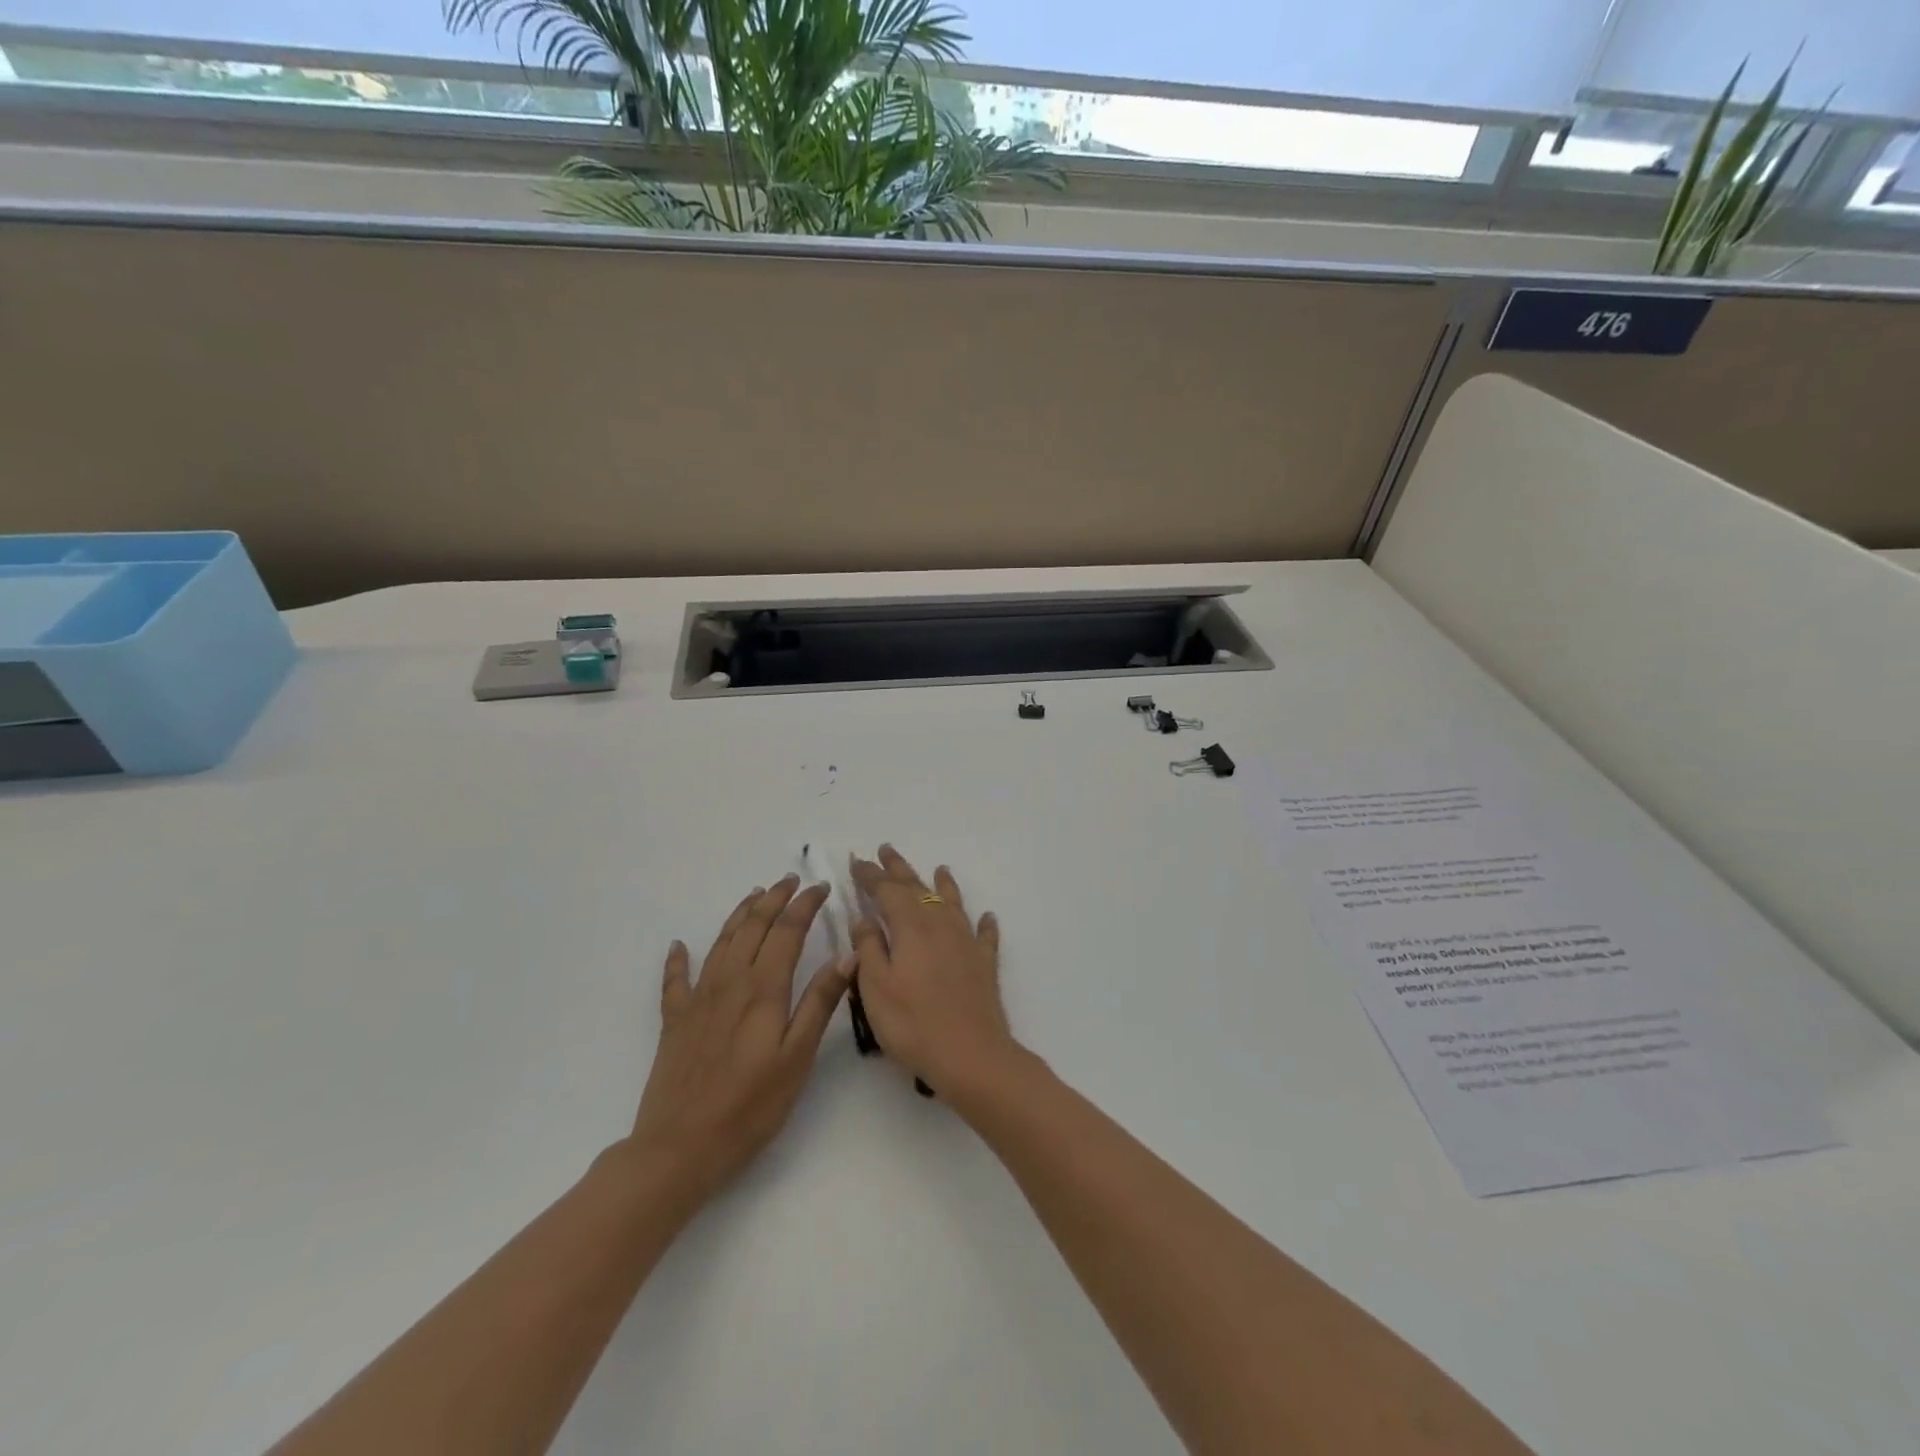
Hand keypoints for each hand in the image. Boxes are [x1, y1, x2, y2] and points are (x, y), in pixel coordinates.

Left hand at [625, 875, 851, 1205]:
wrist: (679, 1148)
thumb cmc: (750, 1107)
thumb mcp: (797, 1058)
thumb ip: (819, 1003)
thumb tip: (846, 954)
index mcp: (763, 989)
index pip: (787, 931)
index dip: (805, 905)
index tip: (821, 887)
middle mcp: (729, 983)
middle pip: (753, 927)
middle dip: (774, 899)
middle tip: (792, 881)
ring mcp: (698, 999)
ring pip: (721, 942)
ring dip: (740, 914)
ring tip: (755, 895)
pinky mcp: (675, 1021)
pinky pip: (675, 979)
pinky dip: (678, 958)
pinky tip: (679, 946)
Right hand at [848, 846, 1016, 1097]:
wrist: (971, 1054)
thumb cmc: (913, 1023)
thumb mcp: (875, 987)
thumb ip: (868, 947)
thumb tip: (865, 917)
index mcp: (911, 927)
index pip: (887, 891)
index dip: (870, 875)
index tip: (857, 861)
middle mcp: (940, 925)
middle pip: (918, 888)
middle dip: (900, 869)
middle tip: (886, 849)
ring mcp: (966, 942)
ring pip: (952, 903)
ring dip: (943, 884)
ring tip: (939, 868)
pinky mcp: (984, 964)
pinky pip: (984, 935)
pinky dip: (984, 923)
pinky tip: (988, 917)